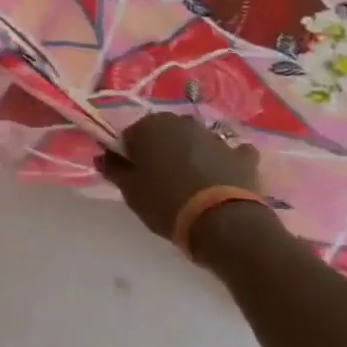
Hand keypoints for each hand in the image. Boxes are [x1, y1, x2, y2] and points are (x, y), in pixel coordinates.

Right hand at [98, 113, 269, 242]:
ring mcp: (215, 137)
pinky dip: (226, 162)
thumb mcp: (130, 191)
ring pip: (195, 141)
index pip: (131, 135)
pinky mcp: (242, 156)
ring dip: (191, 154)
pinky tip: (222, 178)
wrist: (222, 223)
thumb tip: (104, 155)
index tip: (132, 176)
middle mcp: (183, 123)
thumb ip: (114, 169)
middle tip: (159, 180)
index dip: (129, 155)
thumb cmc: (166, 203)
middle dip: (160, 150)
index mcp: (151, 126)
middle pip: (164, 134)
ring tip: (190, 184)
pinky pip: (231, 154)